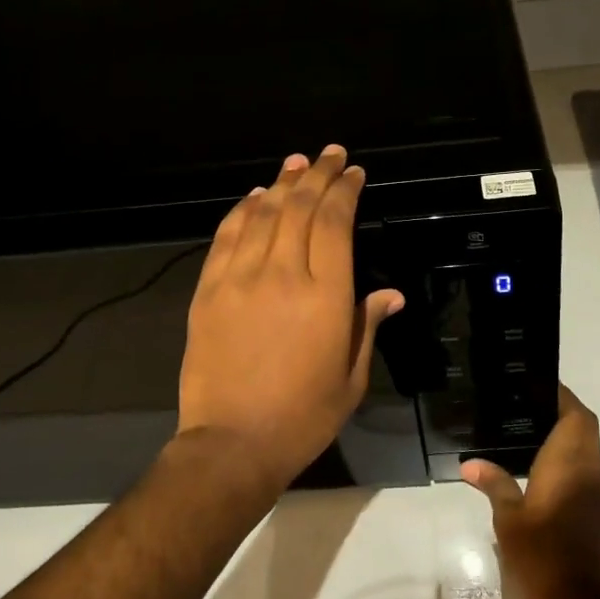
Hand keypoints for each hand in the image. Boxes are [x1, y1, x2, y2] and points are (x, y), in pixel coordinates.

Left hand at [178, 145, 404, 488]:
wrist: (232, 443)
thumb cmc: (303, 416)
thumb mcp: (351, 376)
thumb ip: (368, 325)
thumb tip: (390, 293)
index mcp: (326, 295)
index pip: (336, 222)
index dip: (345, 191)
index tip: (354, 173)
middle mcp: (283, 274)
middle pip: (301, 208)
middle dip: (318, 175)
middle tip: (330, 154)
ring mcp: (240, 279)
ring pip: (264, 214)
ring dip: (283, 183)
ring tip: (297, 163)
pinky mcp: (209, 290)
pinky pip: (227, 237)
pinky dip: (243, 210)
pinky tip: (255, 197)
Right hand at [461, 385, 599, 598]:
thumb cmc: (542, 553)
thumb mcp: (508, 519)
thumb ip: (494, 484)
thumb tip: (471, 464)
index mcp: (570, 462)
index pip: (576, 414)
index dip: (563, 398)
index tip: (542, 389)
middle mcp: (595, 472)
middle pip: (585, 433)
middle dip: (562, 423)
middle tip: (530, 421)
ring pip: (591, 461)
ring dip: (570, 455)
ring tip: (536, 458)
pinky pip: (596, 489)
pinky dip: (577, 483)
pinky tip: (555, 499)